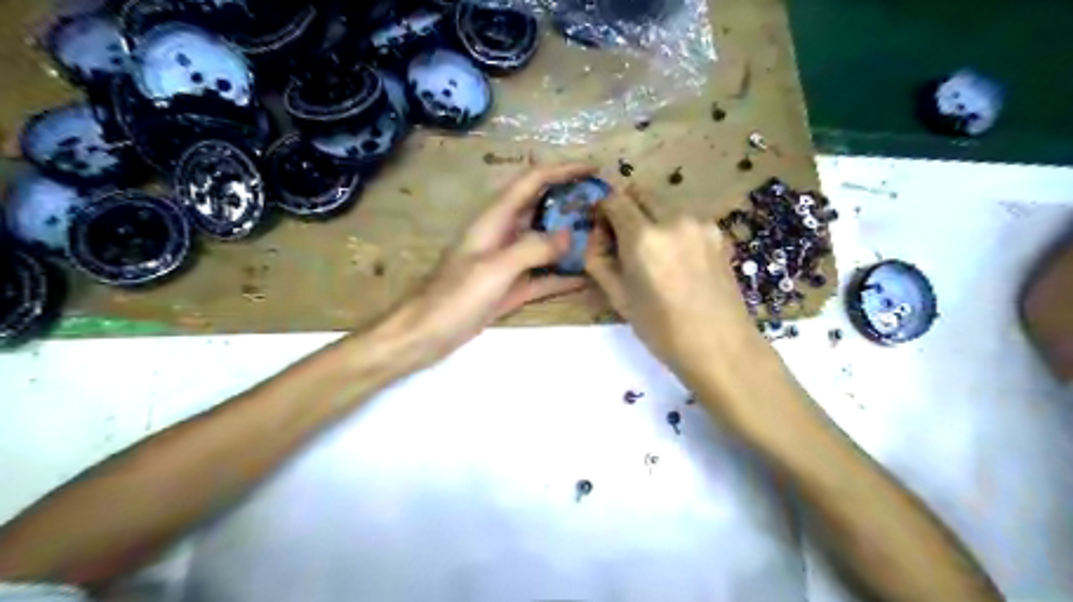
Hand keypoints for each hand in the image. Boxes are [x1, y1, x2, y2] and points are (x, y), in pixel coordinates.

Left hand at [382, 163, 594, 363]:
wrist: (427, 334)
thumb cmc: (455, 296)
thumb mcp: (495, 268)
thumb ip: (533, 248)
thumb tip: (570, 235)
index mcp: (495, 219)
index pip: (532, 181)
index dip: (562, 170)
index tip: (593, 169)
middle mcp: (503, 234)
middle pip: (542, 209)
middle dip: (571, 202)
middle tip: (604, 206)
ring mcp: (508, 262)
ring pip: (545, 242)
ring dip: (571, 239)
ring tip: (602, 237)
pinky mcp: (511, 287)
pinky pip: (543, 275)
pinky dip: (562, 275)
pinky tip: (586, 277)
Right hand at [584, 184, 776, 384]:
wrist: (720, 346)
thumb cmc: (661, 329)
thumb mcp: (618, 297)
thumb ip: (599, 259)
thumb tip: (597, 235)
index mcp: (643, 237)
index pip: (614, 199)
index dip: (603, 209)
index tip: (602, 228)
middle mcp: (673, 219)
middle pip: (641, 193)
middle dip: (627, 209)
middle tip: (625, 240)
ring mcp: (700, 223)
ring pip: (665, 205)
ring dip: (652, 219)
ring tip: (656, 256)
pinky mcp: (718, 232)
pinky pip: (686, 220)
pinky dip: (674, 230)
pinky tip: (679, 261)